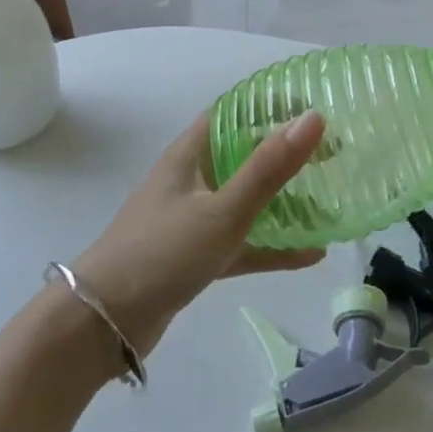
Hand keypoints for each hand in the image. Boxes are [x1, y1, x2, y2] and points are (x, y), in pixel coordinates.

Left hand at [73, 109, 325, 354]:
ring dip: (283, 200)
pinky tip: (311, 254)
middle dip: (285, 153)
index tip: (311, 105)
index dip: (269, 106)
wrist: (101, 326)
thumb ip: (269, 168)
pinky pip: (243, 243)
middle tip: (331, 152)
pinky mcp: (195, 257)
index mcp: (189, 156)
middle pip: (244, 156)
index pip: (232, 114)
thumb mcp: (222, 209)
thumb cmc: (161, 253)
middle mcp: (190, 181)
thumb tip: (314, 118)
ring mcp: (192, 220)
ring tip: (328, 198)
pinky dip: (273, 246)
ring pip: (246, 201)